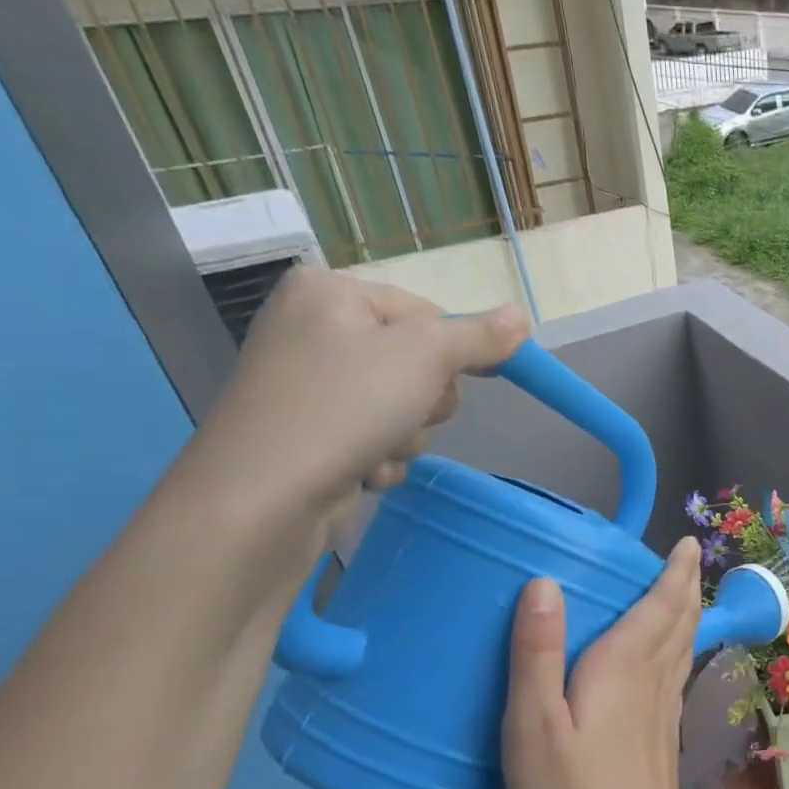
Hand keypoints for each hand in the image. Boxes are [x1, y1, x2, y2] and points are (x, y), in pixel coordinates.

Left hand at [173, 267, 525, 547]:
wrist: (264, 496)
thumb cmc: (345, 406)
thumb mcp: (425, 357)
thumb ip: (478, 337)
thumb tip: (523, 314)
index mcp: (331, 292)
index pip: (428, 313)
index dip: (451, 352)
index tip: (461, 380)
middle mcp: (315, 330)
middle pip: (418, 363)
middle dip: (424, 401)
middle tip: (403, 413)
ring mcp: (311, 386)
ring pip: (403, 407)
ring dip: (406, 436)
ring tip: (375, 448)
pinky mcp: (312, 434)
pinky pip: (376, 438)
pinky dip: (380, 458)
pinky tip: (360, 470)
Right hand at [502, 540, 702, 788]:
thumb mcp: (534, 727)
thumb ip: (537, 655)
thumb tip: (544, 583)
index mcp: (626, 666)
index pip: (662, 604)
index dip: (676, 571)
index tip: (687, 542)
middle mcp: (655, 678)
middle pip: (681, 620)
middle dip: (685, 585)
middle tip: (684, 558)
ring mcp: (665, 710)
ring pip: (684, 645)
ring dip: (686, 613)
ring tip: (679, 594)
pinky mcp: (663, 736)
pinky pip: (677, 671)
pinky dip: (679, 646)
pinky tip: (666, 658)